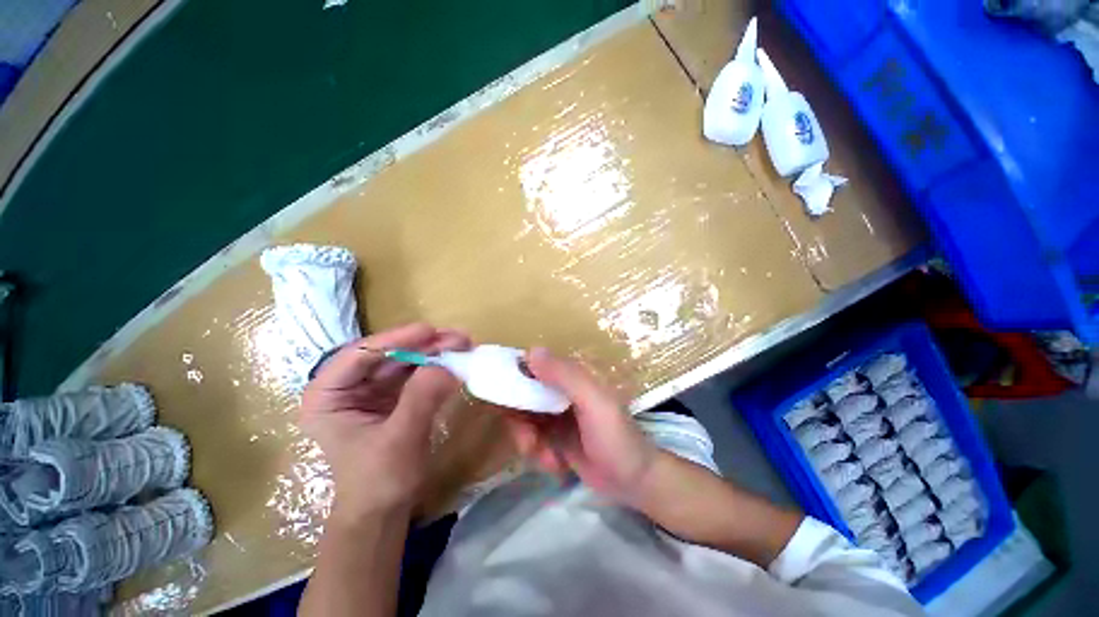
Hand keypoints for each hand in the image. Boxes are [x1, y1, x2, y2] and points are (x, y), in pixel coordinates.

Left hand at [300, 323, 470, 518]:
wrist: (385, 512)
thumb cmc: (379, 482)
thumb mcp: (400, 440)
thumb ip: (421, 398)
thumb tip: (448, 364)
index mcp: (327, 396)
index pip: (359, 355)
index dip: (395, 339)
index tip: (430, 331)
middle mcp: (346, 386)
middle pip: (386, 353)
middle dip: (423, 343)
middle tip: (457, 337)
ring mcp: (370, 390)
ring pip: (404, 360)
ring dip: (434, 351)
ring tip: (463, 344)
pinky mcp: (392, 396)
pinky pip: (415, 372)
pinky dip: (436, 365)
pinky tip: (455, 360)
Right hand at [503, 347, 658, 504]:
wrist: (632, 481)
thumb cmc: (615, 436)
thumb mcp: (593, 402)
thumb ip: (565, 376)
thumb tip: (530, 351)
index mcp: (569, 376)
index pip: (532, 366)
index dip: (513, 378)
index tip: (502, 400)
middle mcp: (558, 391)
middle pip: (520, 396)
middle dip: (519, 422)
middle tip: (529, 442)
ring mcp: (554, 415)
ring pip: (522, 421)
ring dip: (528, 441)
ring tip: (547, 458)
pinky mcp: (552, 437)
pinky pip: (530, 440)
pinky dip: (538, 454)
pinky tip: (556, 464)